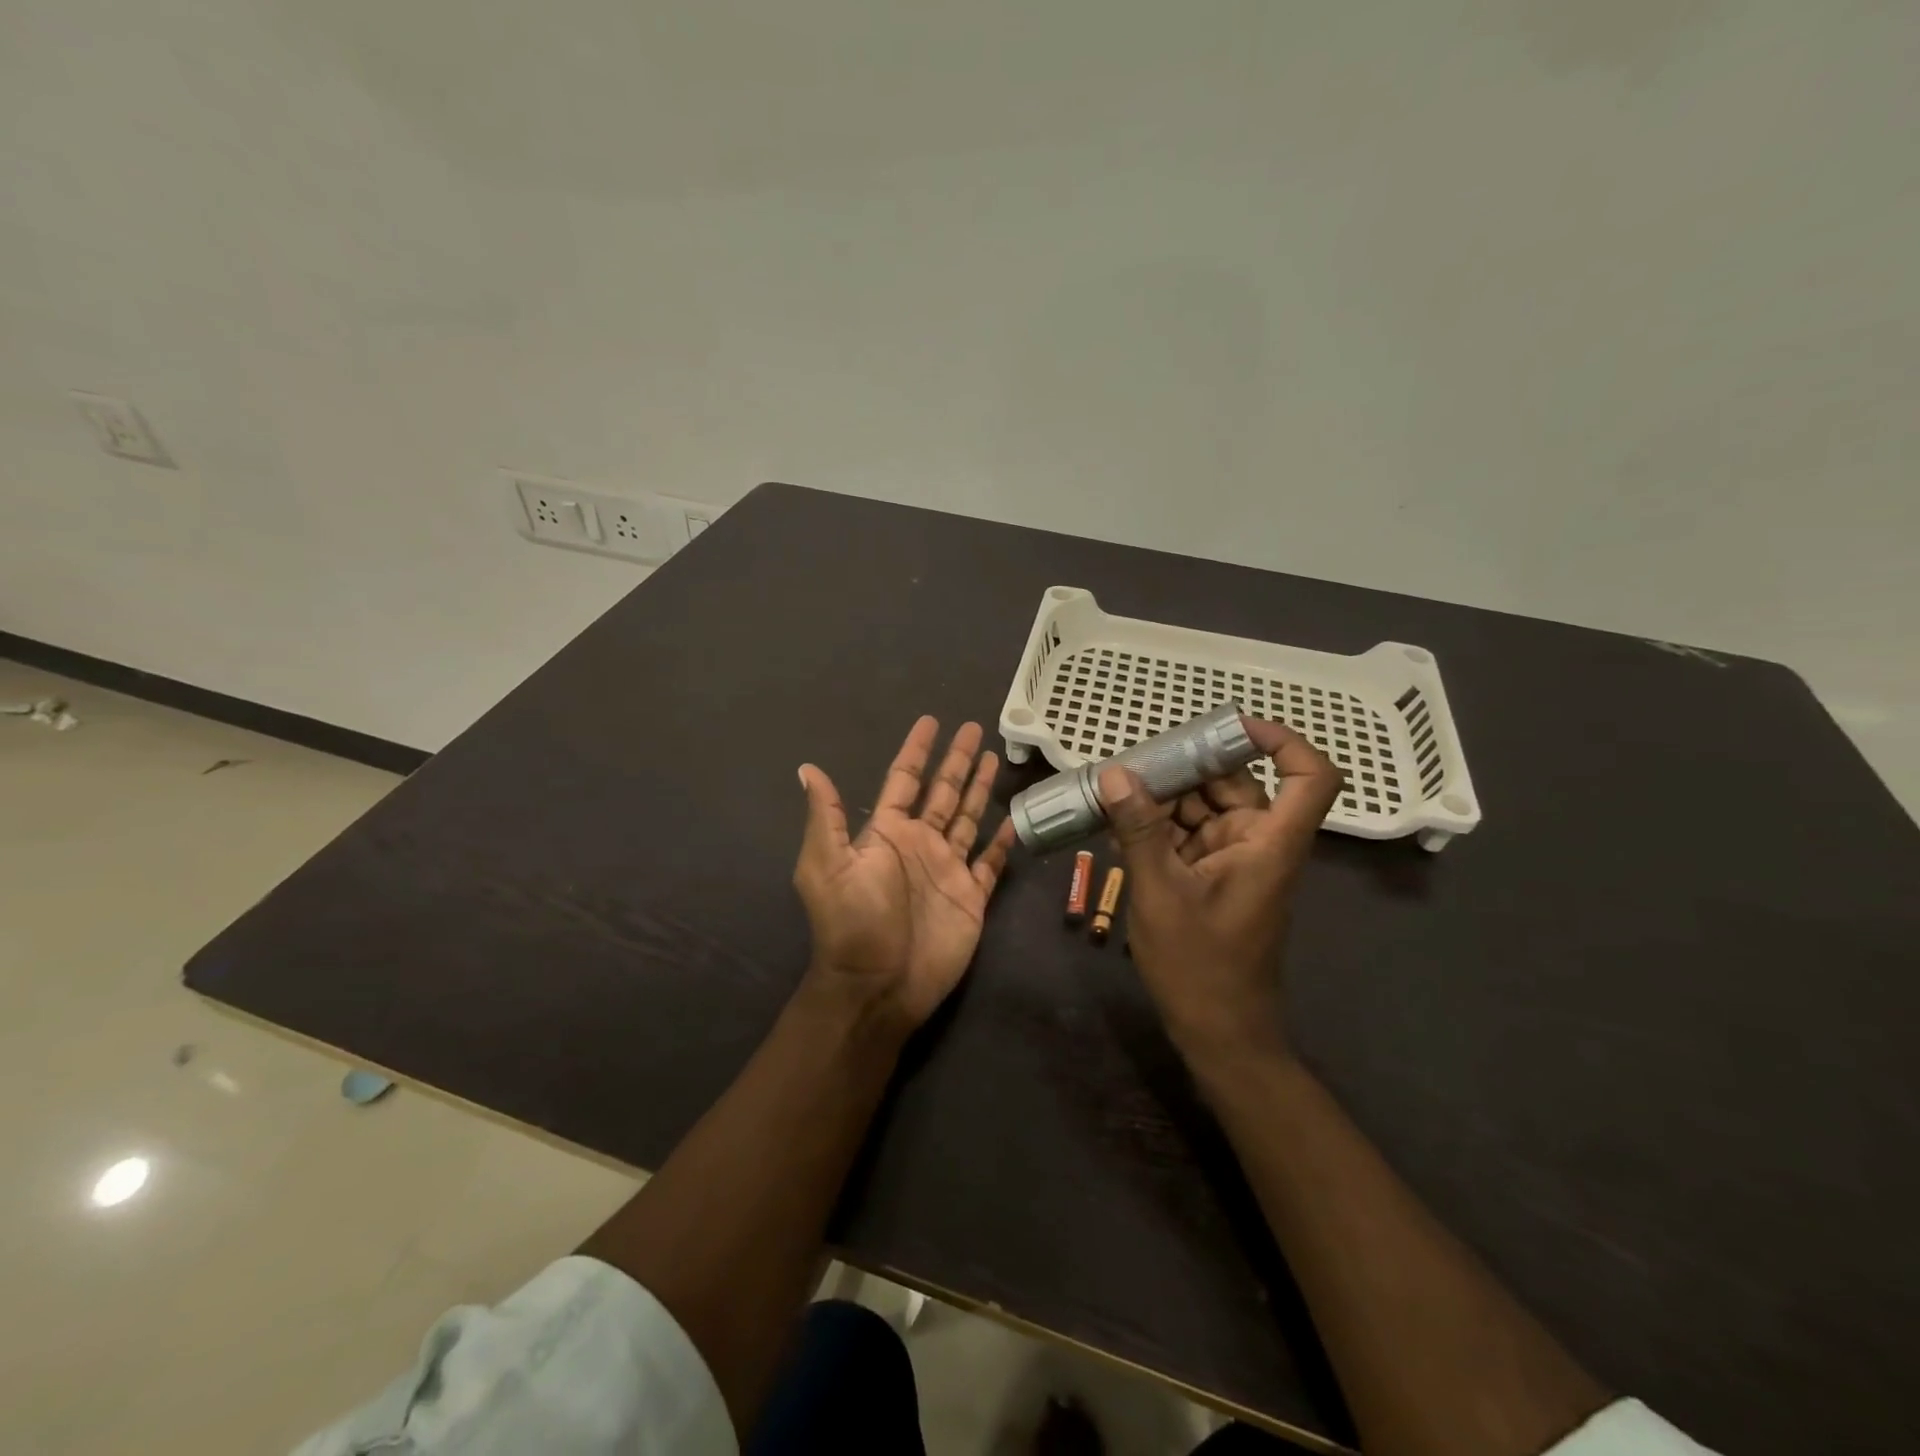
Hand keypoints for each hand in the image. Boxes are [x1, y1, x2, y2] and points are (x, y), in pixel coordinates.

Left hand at [795, 717, 1015, 1029]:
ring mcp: (947, 869)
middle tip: (974, 728)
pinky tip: (1013, 822)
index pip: (904, 780)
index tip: (930, 722)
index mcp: (887, 833)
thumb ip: (826, 817)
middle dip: (957, 761)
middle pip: (944, 792)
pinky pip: (990, 862)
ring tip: (995, 758)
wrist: (879, 986)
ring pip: (969, 819)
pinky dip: (1002, 843)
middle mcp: (919, 844)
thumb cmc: (853, 922)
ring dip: (980, 790)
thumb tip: (807, 768)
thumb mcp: (828, 865)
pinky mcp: (971, 896)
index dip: (916, 751)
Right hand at [1100, 718, 1341, 1065]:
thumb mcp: (1160, 892)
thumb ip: (1139, 830)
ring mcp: (1235, 860)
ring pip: (1204, 807)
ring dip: (1162, 799)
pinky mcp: (1212, 877)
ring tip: (1111, 794)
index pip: (1309, 776)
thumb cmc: (1201, 966)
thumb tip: (1114, 773)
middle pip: (1236, 783)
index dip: (1282, 741)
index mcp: (1270, 843)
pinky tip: (1116, 826)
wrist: (1218, 1033)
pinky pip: (1187, 835)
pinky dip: (1157, 828)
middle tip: (1130, 765)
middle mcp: (1259, 842)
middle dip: (1185, 768)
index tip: (1229, 726)